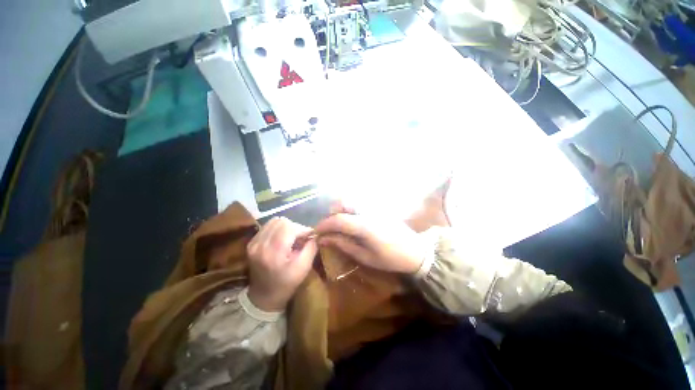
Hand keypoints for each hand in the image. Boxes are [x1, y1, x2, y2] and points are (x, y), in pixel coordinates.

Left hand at [247, 217, 317, 311]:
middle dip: (295, 227)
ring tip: (292, 237)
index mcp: (274, 252)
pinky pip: (267, 226)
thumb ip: (311, 247)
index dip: (302, 229)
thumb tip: (315, 233)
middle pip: (282, 222)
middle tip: (301, 237)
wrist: (264, 297)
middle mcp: (261, 244)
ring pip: (274, 221)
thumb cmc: (287, 284)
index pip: (290, 227)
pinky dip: (278, 229)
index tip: (309, 236)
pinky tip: (282, 239)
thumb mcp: (304, 268)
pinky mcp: (251, 243)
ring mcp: (253, 243)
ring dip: (286, 226)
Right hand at [315, 212, 424, 273]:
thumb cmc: (390, 259)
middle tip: (329, 229)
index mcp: (364, 225)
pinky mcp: (377, 207)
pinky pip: (358, 203)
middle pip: (342, 203)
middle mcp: (367, 211)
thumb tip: (324, 239)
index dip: (323, 225)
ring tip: (339, 225)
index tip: (316, 232)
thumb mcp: (365, 256)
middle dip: (331, 215)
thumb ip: (343, 245)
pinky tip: (351, 222)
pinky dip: (349, 209)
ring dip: (340, 210)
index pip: (337, 219)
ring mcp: (373, 207)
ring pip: (350, 201)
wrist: (416, 251)